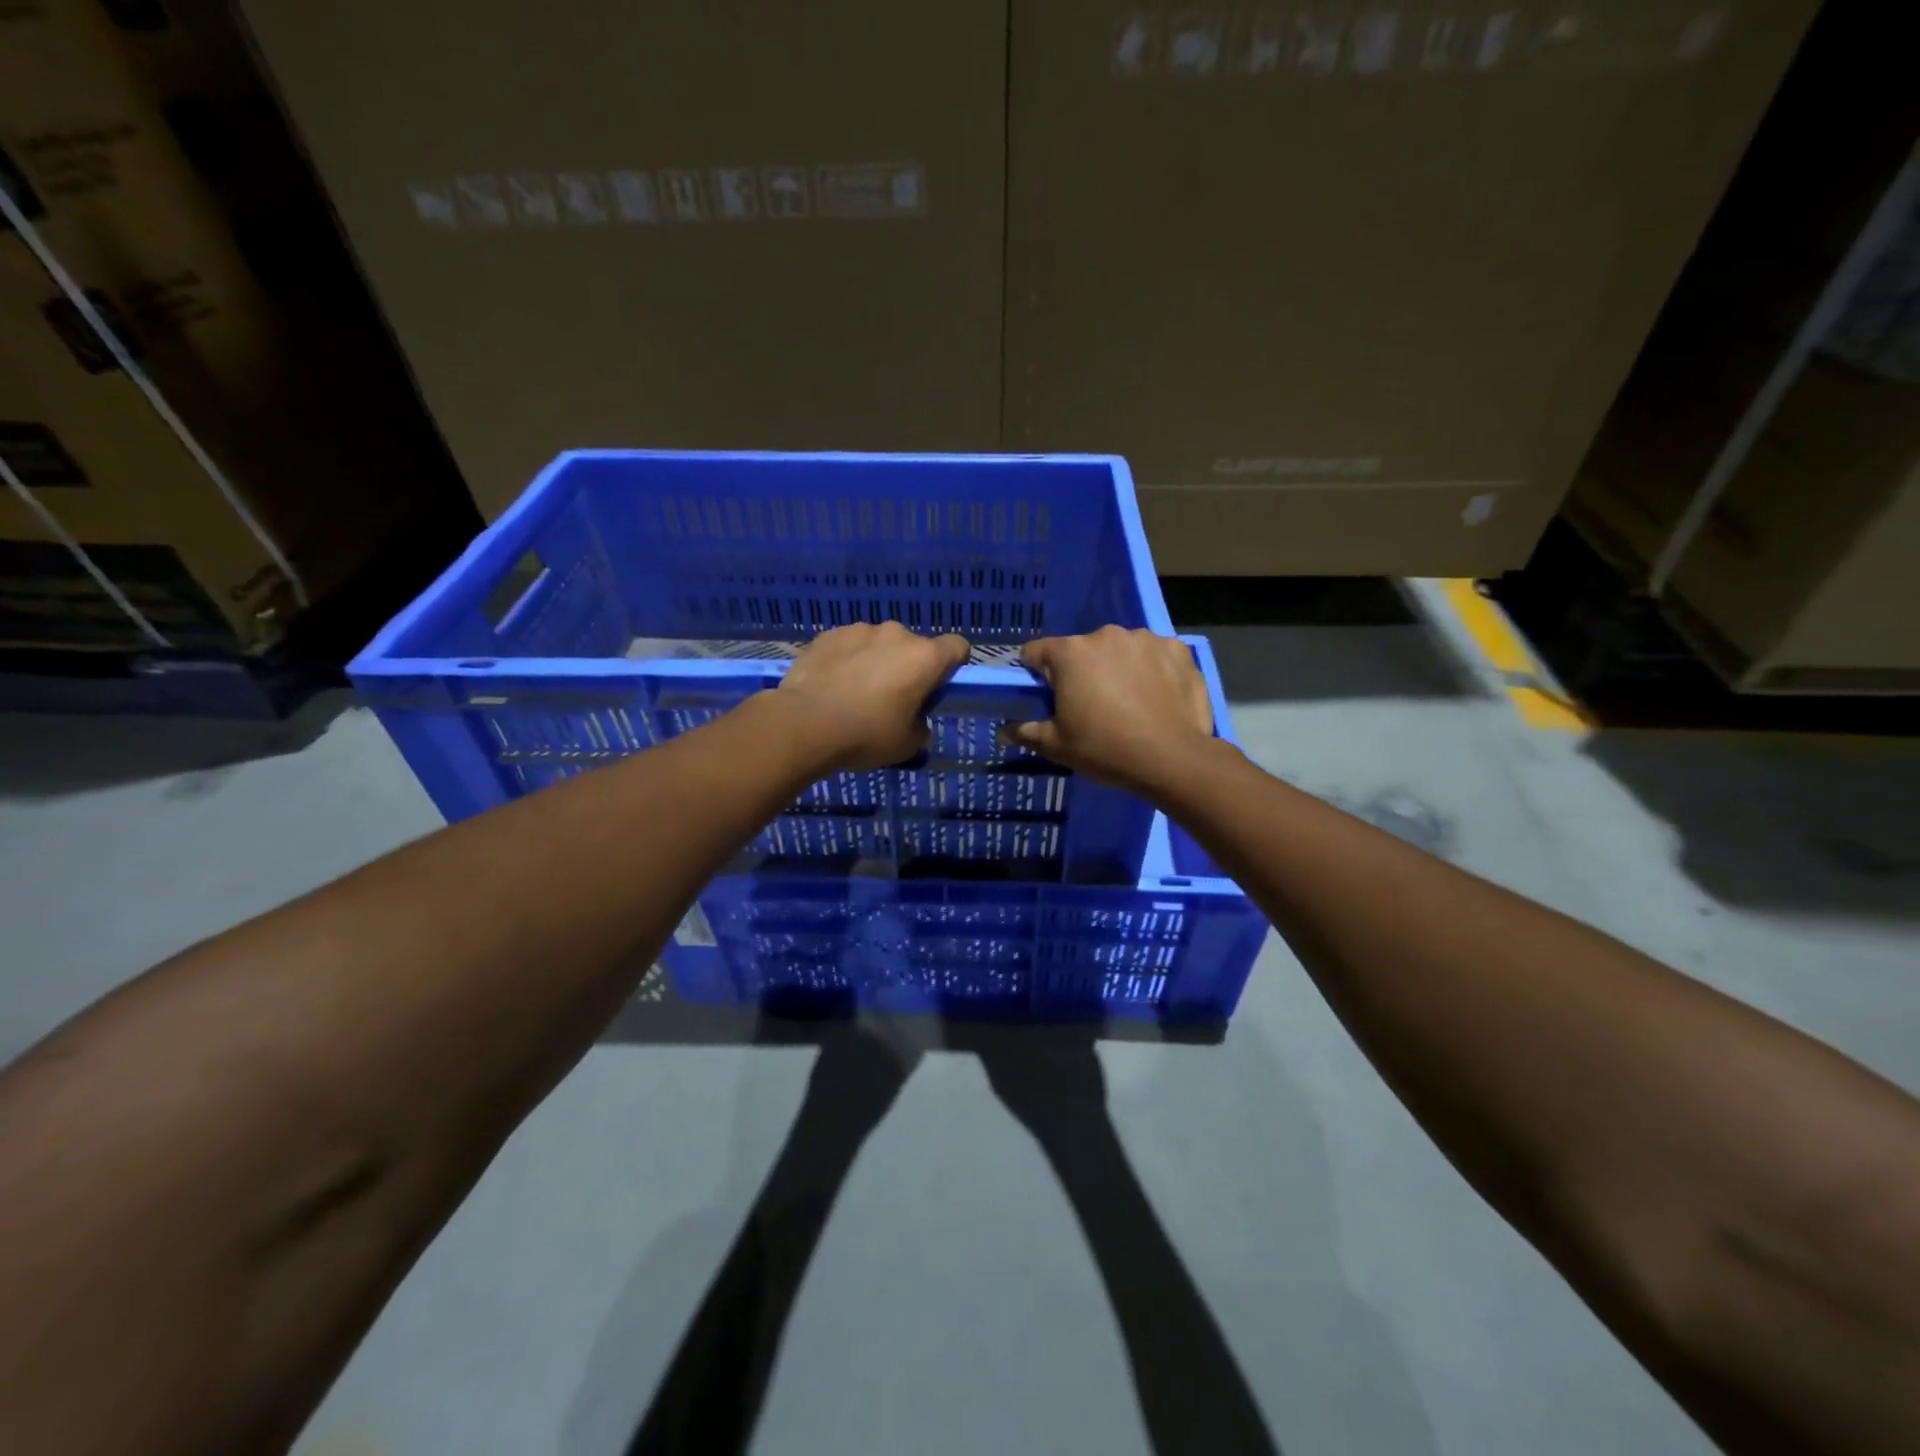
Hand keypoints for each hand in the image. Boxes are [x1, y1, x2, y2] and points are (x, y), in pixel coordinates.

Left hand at [777, 622, 969, 771]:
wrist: (804, 724)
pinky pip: (847, 646)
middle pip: (914, 647)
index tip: (937, 688)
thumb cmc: (866, 735)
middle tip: (891, 699)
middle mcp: (896, 634)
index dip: (952, 666)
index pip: (957, 647)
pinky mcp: (828, 635)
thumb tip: (915, 720)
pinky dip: (846, 660)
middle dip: (907, 667)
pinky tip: (832, 686)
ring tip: (855, 692)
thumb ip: (920, 726)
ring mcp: (859, 630)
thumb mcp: (907, 744)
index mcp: (924, 657)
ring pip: (878, 644)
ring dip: (875, 661)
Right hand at [1004, 627, 1214, 794]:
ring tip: (1130, 702)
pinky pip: (1155, 655)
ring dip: (1118, 668)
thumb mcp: (1057, 746)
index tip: (1046, 695)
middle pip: (1082, 650)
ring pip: (1120, 650)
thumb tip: (1003, 731)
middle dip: (1082, 671)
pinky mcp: (1178, 649)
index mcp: (1070, 653)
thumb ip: (1026, 732)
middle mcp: (1105, 635)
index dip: (1036, 673)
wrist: (1173, 759)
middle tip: (1091, 706)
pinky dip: (1153, 670)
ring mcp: (1145, 639)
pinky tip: (1158, 696)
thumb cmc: (1105, 749)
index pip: (1037, 652)